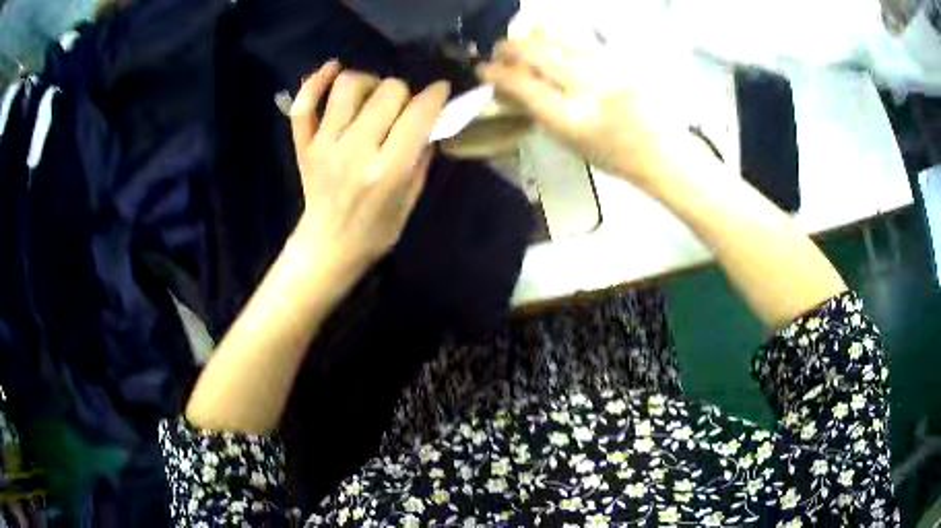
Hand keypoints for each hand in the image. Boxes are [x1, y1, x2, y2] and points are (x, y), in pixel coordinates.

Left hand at [289, 61, 449, 279]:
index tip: (440, 91)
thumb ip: (421, 157)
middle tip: (403, 109)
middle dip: (404, 94)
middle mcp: (355, 150)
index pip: (418, 114)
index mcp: (388, 170)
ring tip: (372, 97)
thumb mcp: (410, 199)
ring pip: (349, 86)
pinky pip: (304, 104)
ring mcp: (325, 145)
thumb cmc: (376, 230)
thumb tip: (430, 121)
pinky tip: (332, 70)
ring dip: (368, 83)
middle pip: (388, 91)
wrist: (328, 247)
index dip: (436, 96)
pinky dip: (316, 81)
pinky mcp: (304, 145)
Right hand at [478, 34, 702, 190]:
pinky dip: (555, 38)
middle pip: (534, 52)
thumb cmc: (612, 155)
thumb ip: (537, 111)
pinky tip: (549, 41)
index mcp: (571, 119)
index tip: (483, 69)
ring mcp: (603, 67)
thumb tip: (508, 87)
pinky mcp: (616, 58)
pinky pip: (576, 39)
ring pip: (555, 38)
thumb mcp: (569, 142)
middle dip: (508, 48)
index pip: (522, 85)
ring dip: (530, 38)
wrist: (661, 148)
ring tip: (523, 45)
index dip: (496, 73)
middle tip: (499, 53)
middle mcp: (585, 87)